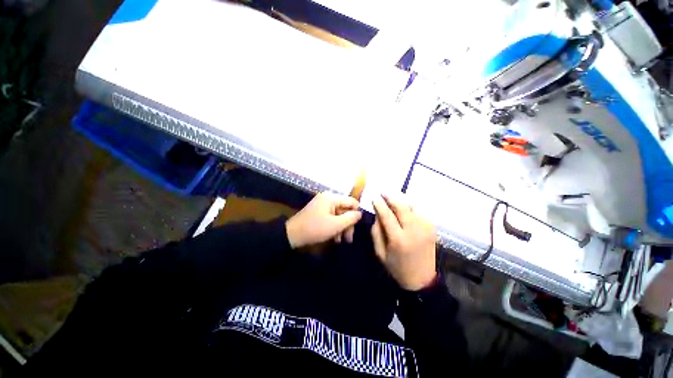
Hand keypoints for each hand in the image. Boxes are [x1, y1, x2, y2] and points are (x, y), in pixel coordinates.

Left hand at [286, 192, 361, 248]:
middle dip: (348, 224)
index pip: (351, 201)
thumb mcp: (335, 225)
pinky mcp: (318, 212)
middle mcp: (327, 198)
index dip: (357, 213)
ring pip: (339, 215)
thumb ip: (350, 218)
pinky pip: (331, 217)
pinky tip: (335, 238)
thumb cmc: (315, 228)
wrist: (292, 235)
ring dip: (342, 227)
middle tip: (349, 238)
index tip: (358, 226)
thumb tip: (360, 213)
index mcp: (331, 197)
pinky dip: (334, 227)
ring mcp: (322, 205)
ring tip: (342, 240)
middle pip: (345, 209)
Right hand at [371, 194, 436, 290]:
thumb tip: (378, 213)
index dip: (379, 204)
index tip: (374, 198)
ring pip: (412, 205)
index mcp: (399, 239)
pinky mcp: (432, 227)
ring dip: (401, 201)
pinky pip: (419, 211)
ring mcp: (426, 227)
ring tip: (392, 202)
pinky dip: (410, 208)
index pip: (387, 215)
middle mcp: (414, 230)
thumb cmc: (397, 267)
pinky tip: (404, 212)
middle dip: (390, 197)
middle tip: (383, 194)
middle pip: (402, 206)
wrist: (422, 279)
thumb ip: (376, 231)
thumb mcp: (380, 252)